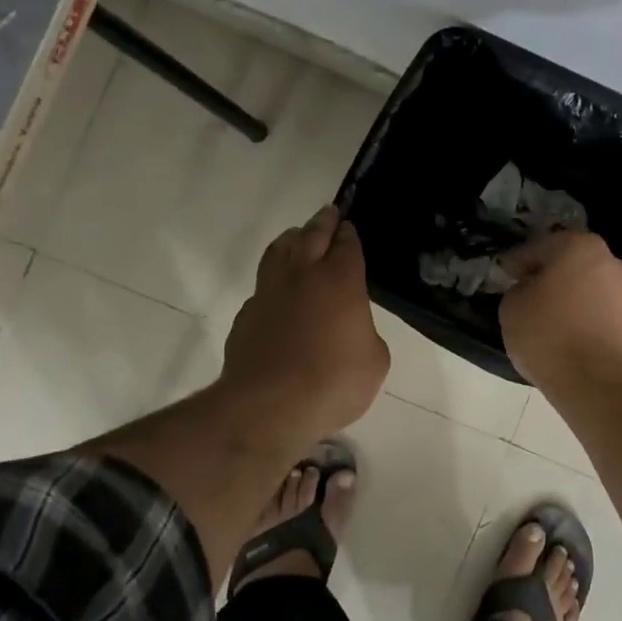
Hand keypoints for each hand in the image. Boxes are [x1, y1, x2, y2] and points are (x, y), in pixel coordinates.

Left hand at [222, 205, 390, 437]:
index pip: (347, 244)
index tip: (350, 226)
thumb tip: (351, 329)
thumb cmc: (333, 382)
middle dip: (323, 221)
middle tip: (330, 213)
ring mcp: (268, 292)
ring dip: (292, 239)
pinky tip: (278, 292)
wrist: (268, 407)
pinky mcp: (247, 315)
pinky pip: (262, 286)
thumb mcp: (375, 360)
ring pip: (278, 250)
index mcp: (340, 280)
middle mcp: (302, 275)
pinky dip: (273, 280)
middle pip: (312, 234)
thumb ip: (366, 333)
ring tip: (298, 237)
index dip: (350, 233)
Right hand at [498, 231, 621, 385]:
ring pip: (584, 286)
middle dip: (546, 275)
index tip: (503, 274)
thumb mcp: (511, 306)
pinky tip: (563, 332)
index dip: (516, 261)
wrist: (593, 380)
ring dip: (566, 296)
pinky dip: (580, 315)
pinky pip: (596, 310)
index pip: (538, 247)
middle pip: (567, 263)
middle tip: (524, 292)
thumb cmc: (547, 333)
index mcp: (578, 246)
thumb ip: (518, 288)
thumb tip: (530, 290)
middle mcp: (608, 260)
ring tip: (543, 316)